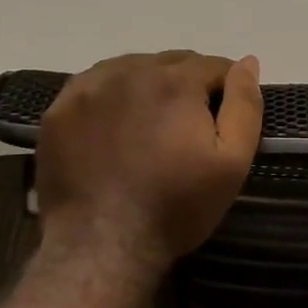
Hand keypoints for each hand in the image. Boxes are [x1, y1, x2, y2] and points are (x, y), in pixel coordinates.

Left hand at [35, 51, 262, 278]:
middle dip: (188, 85)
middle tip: (188, 127)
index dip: (225, 89)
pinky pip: (95, 84)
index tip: (223, 119)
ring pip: (132, 68)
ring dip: (149, 86)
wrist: (102, 246)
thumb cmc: (176, 206)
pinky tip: (115, 125)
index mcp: (176, 81)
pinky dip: (111, 95)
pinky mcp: (59, 110)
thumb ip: (245, 106)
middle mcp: (130, 71)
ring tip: (151, 126)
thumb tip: (248, 62)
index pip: (213, 65)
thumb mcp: (232, 162)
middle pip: (172, 62)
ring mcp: (89, 88)